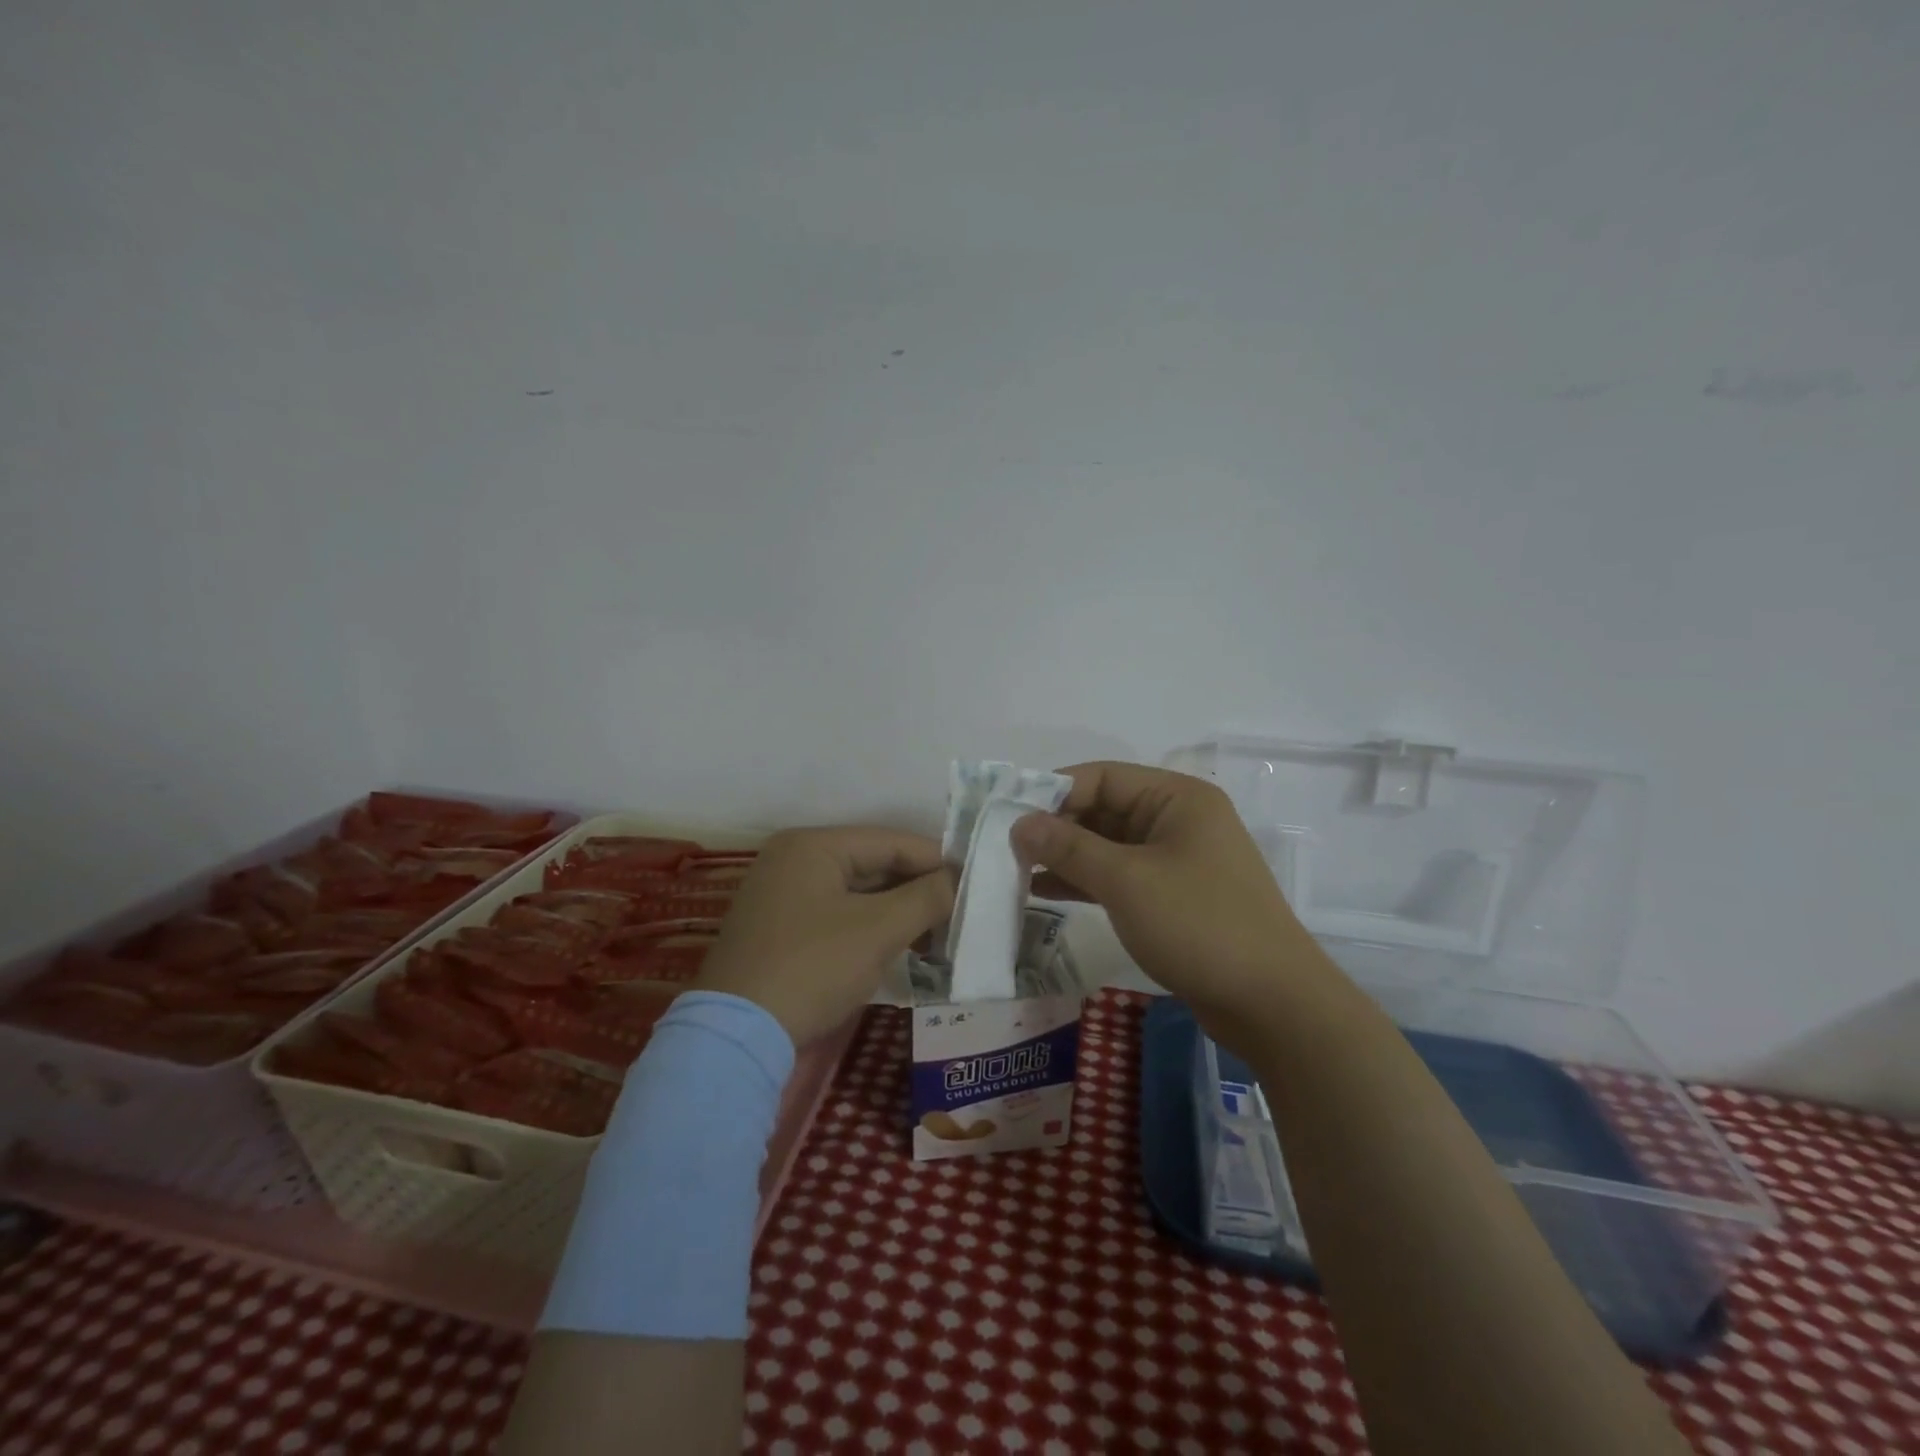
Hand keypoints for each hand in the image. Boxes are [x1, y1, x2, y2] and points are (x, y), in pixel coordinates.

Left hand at [694, 827, 955, 1046]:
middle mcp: (793, 859)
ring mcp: (781, 895)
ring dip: (897, 912)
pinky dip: (869, 927)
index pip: (890, 841)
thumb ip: (926, 897)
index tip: (974, 885)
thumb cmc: (813, 967)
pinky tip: (899, 948)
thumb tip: (958, 881)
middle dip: (917, 890)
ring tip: (936, 937)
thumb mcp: (878, 930)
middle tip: (958, 915)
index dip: (936, 862)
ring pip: (856, 892)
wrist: (736, 1037)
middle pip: (873, 864)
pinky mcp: (779, 929)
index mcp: (813, 845)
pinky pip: (837, 914)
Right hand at [1010, 762, 1324, 1047]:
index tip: (1007, 813)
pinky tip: (1043, 892)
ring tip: (1014, 869)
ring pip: (1108, 846)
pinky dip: (1084, 882)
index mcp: (1177, 798)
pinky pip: (1119, 877)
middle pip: (1104, 810)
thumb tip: (1020, 823)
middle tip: (1004, 846)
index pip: (1103, 777)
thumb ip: (1069, 847)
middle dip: (1056, 827)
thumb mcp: (1126, 881)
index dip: (1053, 791)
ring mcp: (1176, 861)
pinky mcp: (1173, 898)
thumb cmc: (1199, 925)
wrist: (1272, 1004)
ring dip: (1065, 856)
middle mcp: (1177, 820)